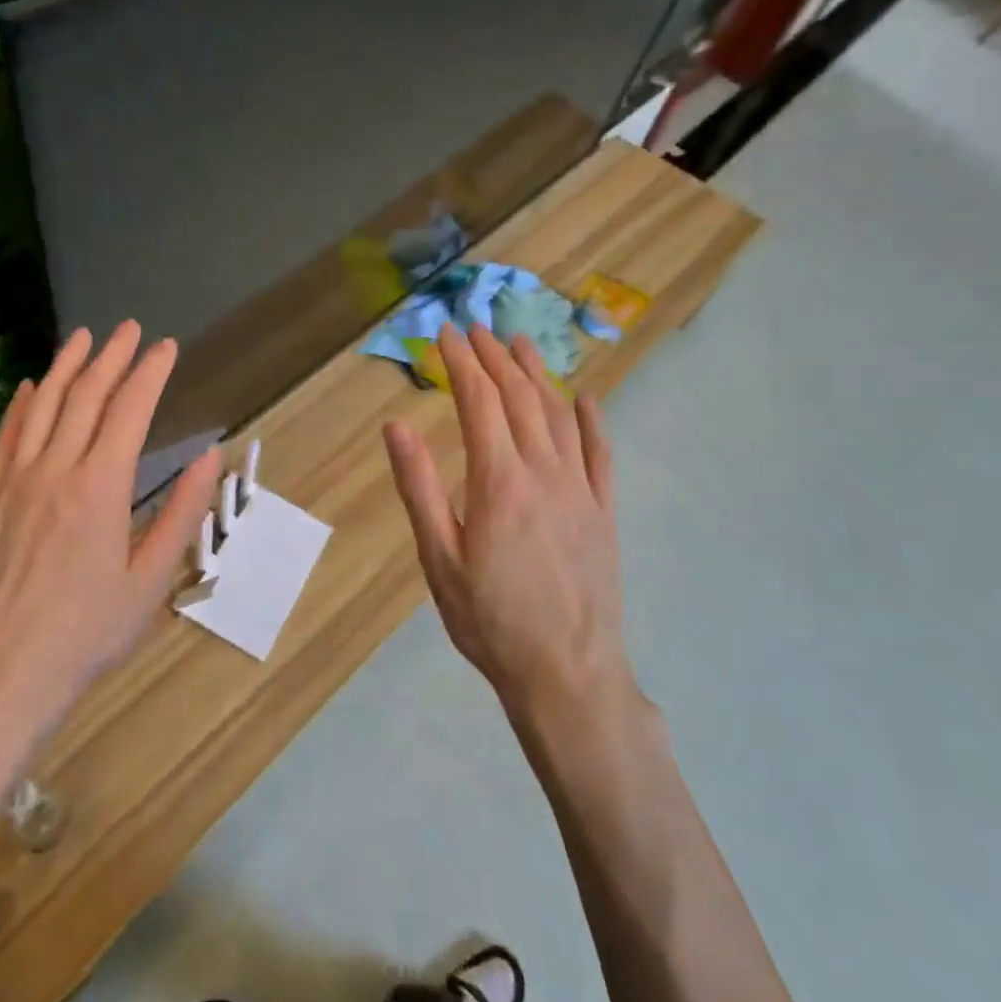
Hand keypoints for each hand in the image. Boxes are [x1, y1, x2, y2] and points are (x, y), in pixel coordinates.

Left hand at [0, 322, 220, 729]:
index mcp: (101, 487)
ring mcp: (18, 481)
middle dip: (111, 356)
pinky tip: (30, 386)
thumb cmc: (89, 632)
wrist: (4, 672)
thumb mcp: (151, 579)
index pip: (129, 410)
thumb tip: (210, 457)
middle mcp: (56, 470)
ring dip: (65, 366)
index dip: (150, 373)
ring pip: (43, 406)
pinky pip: (7, 437)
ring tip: (82, 336)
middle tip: (129, 329)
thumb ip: (181, 512)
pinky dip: (21, 405)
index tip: (166, 347)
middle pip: (85, 396)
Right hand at [382, 324, 630, 716]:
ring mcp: (581, 490)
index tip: (445, 333)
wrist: (567, 673)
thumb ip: (419, 487)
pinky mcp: (604, 511)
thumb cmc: (489, 620)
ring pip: (559, 415)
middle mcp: (544, 472)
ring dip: (538, 374)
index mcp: (498, 481)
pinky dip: (592, 419)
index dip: (461, 362)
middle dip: (495, 357)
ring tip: (521, 344)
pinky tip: (585, 399)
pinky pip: (600, 453)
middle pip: (519, 398)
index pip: (477, 401)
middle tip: (477, 328)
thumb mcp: (438, 558)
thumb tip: (396, 425)